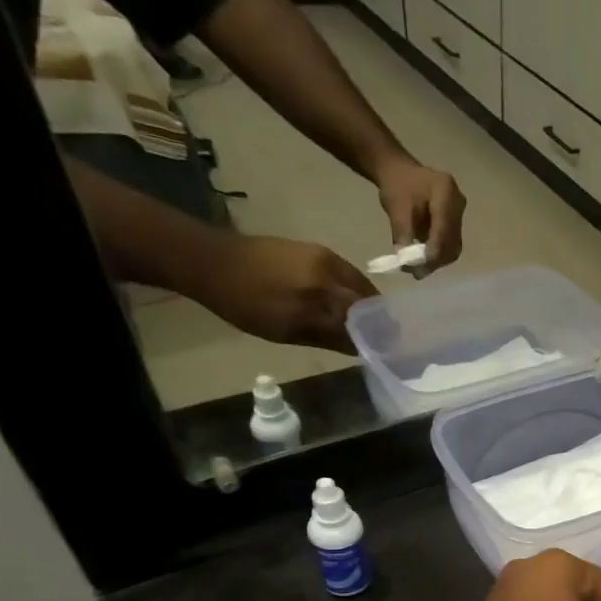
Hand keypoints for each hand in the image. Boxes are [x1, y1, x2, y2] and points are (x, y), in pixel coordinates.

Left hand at [189, 236, 378, 351]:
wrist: (212, 261)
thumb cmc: (244, 303)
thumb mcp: (286, 331)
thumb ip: (329, 338)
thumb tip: (362, 349)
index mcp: (321, 296)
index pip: (364, 320)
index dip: (379, 336)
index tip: (388, 351)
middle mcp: (328, 274)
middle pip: (367, 302)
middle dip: (378, 321)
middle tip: (383, 338)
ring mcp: (324, 258)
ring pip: (359, 287)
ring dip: (368, 305)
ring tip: (368, 322)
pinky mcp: (317, 250)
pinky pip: (347, 274)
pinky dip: (354, 290)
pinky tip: (348, 302)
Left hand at [374, 158, 465, 272]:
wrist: (400, 171)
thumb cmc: (397, 185)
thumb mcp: (396, 208)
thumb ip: (402, 233)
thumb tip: (406, 262)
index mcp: (445, 191)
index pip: (444, 227)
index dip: (434, 250)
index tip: (420, 267)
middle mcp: (458, 203)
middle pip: (452, 239)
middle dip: (435, 259)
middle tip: (416, 272)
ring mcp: (460, 213)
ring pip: (453, 245)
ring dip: (437, 259)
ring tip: (418, 268)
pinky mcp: (456, 222)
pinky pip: (451, 243)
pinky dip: (438, 253)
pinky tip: (424, 258)